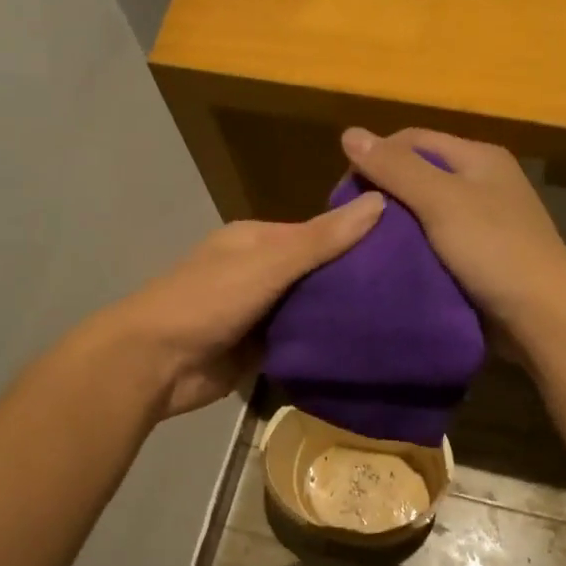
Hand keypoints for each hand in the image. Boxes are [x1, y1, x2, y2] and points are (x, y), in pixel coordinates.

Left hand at [101, 194, 385, 416]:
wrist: (155, 364)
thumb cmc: (207, 302)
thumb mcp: (268, 264)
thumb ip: (321, 240)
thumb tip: (379, 200)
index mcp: (257, 240)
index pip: (318, 233)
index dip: (356, 239)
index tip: (404, 249)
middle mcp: (259, 272)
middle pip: (316, 273)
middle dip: (351, 282)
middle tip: (410, 291)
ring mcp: (258, 314)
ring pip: (309, 310)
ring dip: (339, 316)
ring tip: (397, 320)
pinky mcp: (258, 350)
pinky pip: (299, 343)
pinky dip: (321, 345)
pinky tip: (362, 349)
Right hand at [339, 127, 565, 333]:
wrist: (541, 314)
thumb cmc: (493, 248)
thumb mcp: (441, 200)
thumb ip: (395, 169)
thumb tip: (349, 133)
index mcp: (478, 158)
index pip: (413, 141)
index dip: (376, 157)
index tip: (344, 192)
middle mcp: (482, 184)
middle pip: (419, 177)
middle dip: (384, 195)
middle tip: (351, 224)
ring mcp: (484, 224)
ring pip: (426, 215)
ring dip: (396, 229)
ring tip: (364, 247)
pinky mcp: (480, 260)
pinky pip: (437, 247)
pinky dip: (413, 253)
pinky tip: (392, 268)